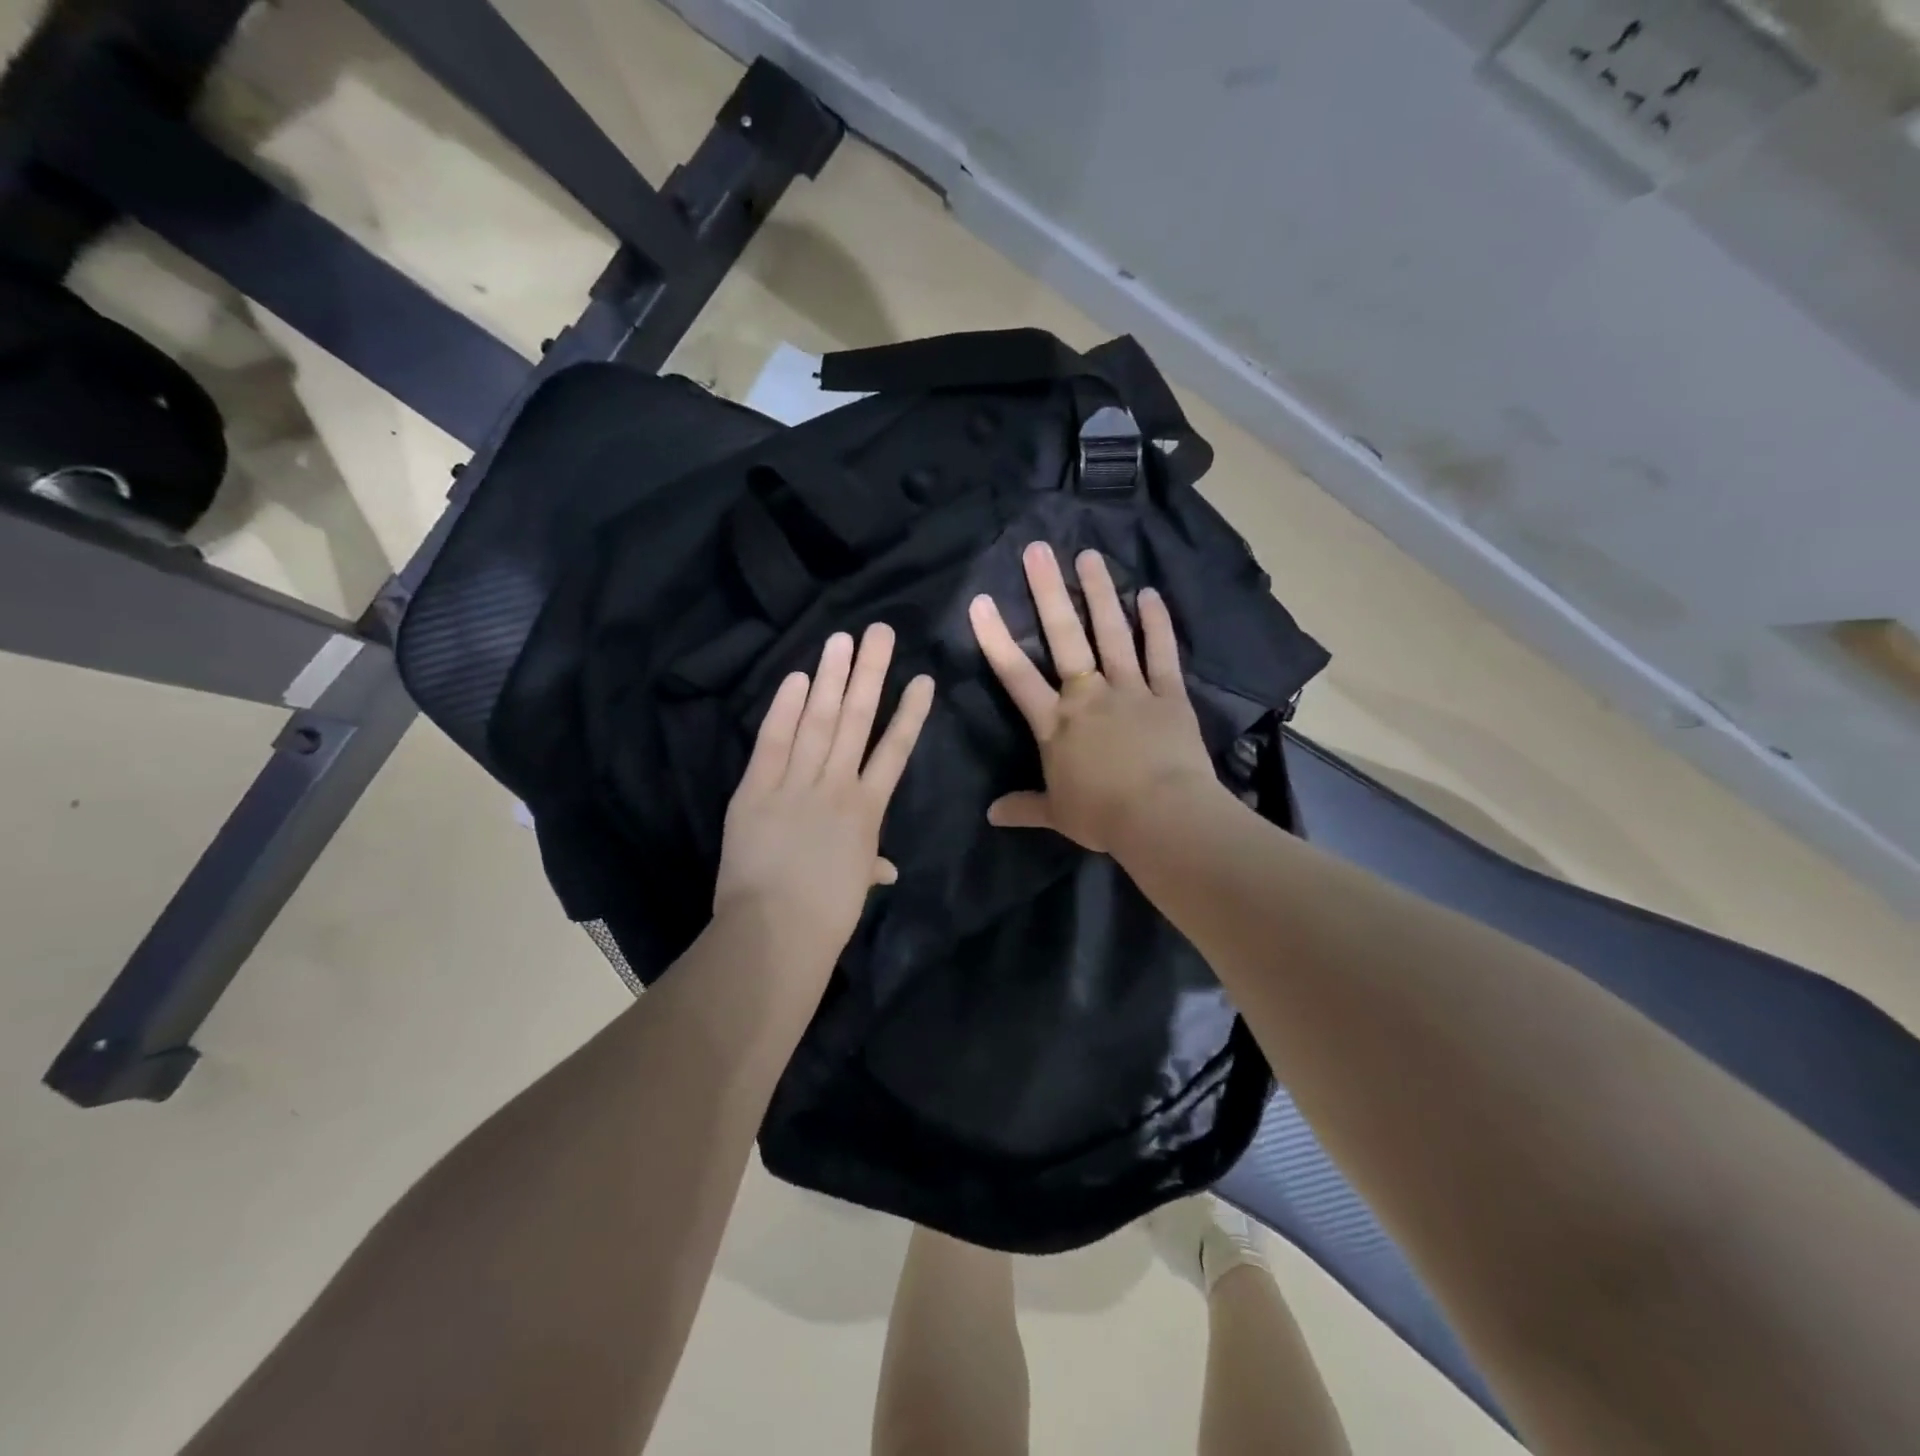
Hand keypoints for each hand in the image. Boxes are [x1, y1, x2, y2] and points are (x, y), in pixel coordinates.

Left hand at [714, 625, 934, 969]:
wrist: (776, 931)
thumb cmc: (827, 914)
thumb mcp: (855, 885)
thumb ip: (870, 865)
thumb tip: (885, 868)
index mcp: (866, 811)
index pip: (894, 751)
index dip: (910, 714)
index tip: (922, 679)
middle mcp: (837, 786)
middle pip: (857, 720)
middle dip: (871, 674)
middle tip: (880, 632)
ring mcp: (796, 784)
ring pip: (819, 721)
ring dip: (832, 678)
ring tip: (843, 639)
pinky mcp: (757, 789)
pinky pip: (774, 741)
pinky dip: (786, 709)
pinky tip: (799, 677)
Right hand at [969, 543, 1221, 853]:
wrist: (1162, 817)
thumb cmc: (1103, 816)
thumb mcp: (1056, 814)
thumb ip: (1023, 807)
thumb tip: (990, 815)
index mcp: (1056, 723)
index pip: (1016, 675)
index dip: (996, 638)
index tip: (980, 601)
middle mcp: (1088, 696)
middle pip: (1064, 638)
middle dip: (1048, 592)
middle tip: (1038, 550)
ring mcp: (1130, 690)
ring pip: (1112, 634)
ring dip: (1100, 593)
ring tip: (1089, 556)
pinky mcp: (1168, 694)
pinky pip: (1161, 653)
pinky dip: (1156, 624)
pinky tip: (1150, 594)